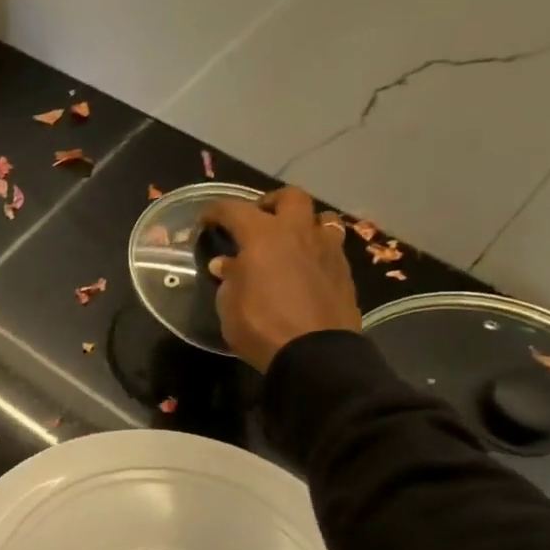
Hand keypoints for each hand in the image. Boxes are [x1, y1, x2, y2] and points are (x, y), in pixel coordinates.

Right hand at [200, 185, 361, 370]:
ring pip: (320, 217)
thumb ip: (229, 277)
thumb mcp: (229, 304)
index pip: (234, 209)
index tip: (205, 221)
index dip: (216, 211)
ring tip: (288, 243)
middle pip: (290, 197)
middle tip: (257, 220)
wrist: (314, 353)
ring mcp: (326, 249)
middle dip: (270, 203)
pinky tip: (304, 267)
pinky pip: (330, 246)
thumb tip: (226, 264)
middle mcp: (298, 232)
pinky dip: (315, 249)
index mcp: (263, 235)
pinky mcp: (344, 270)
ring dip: (302, 224)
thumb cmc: (260, 325)